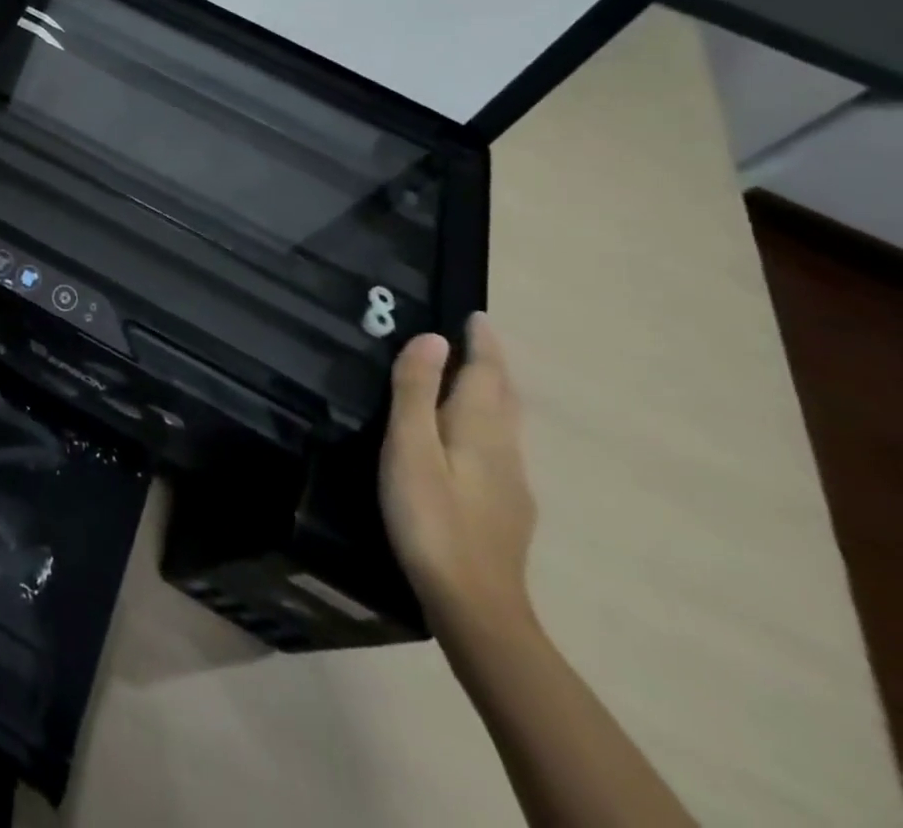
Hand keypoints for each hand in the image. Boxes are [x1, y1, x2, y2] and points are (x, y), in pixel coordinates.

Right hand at [380, 313, 538, 637]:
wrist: (475, 607)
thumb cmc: (431, 519)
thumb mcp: (410, 449)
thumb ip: (417, 392)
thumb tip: (432, 338)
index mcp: (480, 429)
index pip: (487, 373)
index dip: (482, 343)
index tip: (477, 316)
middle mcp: (505, 450)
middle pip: (504, 397)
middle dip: (492, 365)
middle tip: (475, 340)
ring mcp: (512, 484)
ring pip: (506, 425)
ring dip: (492, 394)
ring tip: (470, 381)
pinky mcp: (507, 511)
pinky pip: (500, 449)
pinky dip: (487, 425)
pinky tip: (471, 443)